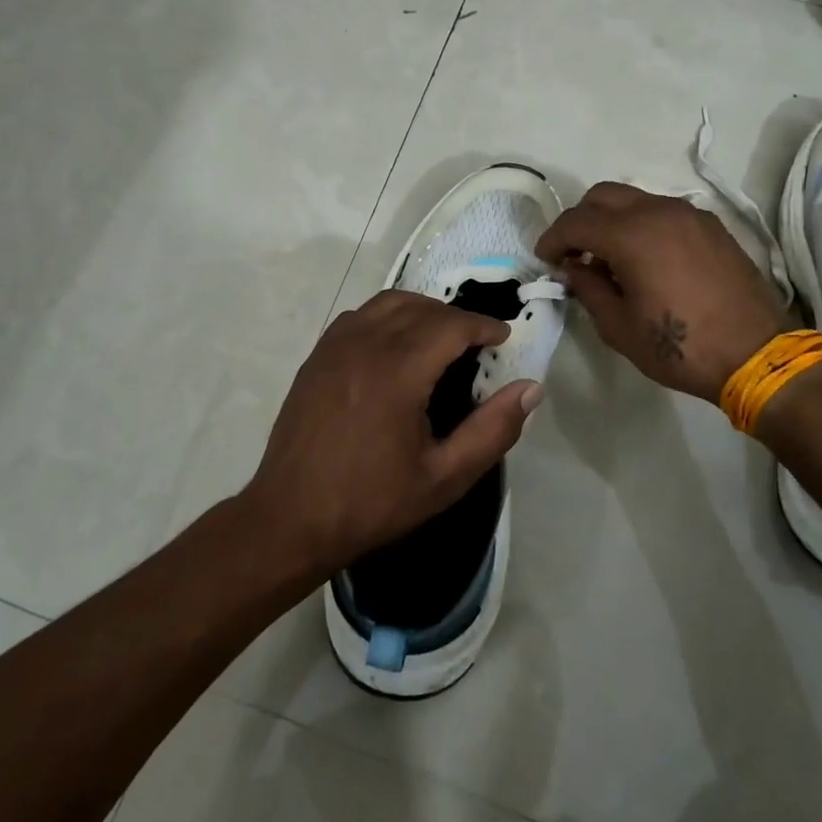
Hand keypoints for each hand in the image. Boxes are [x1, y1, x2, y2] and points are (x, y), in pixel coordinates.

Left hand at [244, 291, 542, 576]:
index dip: (483, 325)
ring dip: (421, 311)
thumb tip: (531, 388)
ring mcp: (334, 346)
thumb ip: (492, 431)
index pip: (451, 325)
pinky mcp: (316, 356)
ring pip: (388, 304)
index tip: (503, 337)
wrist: (290, 518)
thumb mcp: (444, 478)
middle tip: (478, 343)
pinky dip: (387, 317)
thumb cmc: (371, 502)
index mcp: (397, 371)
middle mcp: (364, 344)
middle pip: (421, 307)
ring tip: (440, 340)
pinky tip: (396, 347)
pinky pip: (360, 316)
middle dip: (456, 318)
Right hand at [536, 181, 788, 402]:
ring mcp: (689, 214)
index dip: (553, 239)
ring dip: (612, 221)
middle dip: (580, 220)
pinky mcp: (711, 226)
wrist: (756, 355)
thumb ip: (588, 289)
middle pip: (603, 196)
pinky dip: (642, 225)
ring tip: (609, 260)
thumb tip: (572, 269)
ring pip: (635, 199)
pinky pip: (663, 212)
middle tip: (574, 255)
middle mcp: (659, 211)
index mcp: (631, 235)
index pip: (576, 222)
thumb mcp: (619, 326)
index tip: (545, 260)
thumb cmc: (680, 347)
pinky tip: (645, 260)